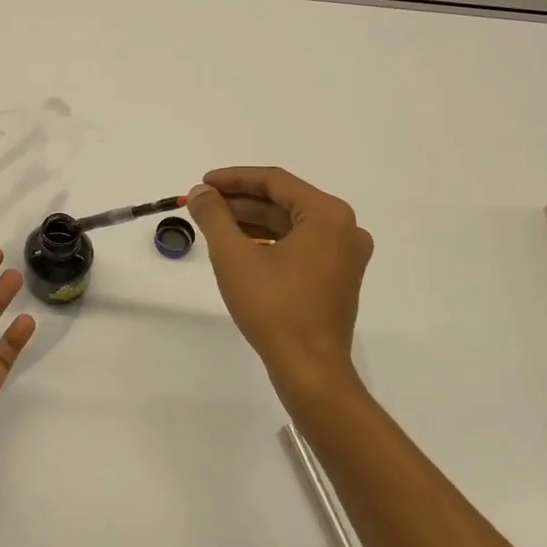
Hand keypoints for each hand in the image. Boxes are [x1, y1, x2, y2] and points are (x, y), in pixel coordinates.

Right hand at [186, 167, 373, 393]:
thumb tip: (201, 193)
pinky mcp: (337, 277)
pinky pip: (299, 245)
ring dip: (252, 221)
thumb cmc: (273, 307)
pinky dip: (269, 241)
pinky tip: (240, 246)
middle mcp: (344, 229)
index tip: (203, 183)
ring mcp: (345, 255)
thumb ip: (214, 216)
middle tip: (204, 203)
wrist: (309, 368)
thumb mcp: (234, 256)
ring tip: (214, 223)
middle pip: (284, 201)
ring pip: (291, 224)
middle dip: (241, 201)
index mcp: (328, 215)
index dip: (234, 178)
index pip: (275, 181)